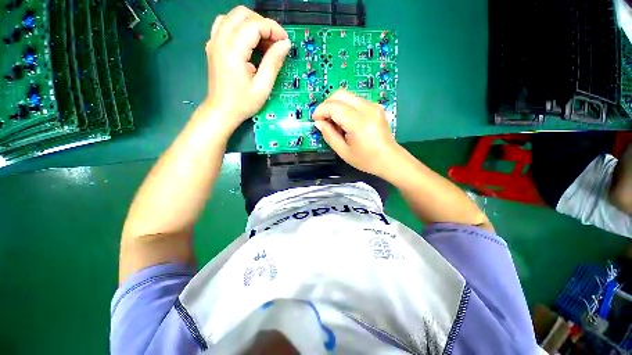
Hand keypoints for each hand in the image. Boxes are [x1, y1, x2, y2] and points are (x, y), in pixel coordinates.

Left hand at [202, 6, 290, 132]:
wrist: (221, 111)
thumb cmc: (242, 103)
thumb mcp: (262, 87)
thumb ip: (273, 63)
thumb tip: (285, 44)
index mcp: (233, 50)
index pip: (254, 24)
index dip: (273, 29)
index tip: (285, 42)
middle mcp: (220, 39)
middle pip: (242, 14)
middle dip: (263, 24)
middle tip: (275, 42)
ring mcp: (214, 41)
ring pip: (233, 16)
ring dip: (251, 24)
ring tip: (263, 43)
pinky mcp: (213, 45)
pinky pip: (226, 25)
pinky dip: (240, 28)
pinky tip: (248, 43)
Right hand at [312, 90, 399, 176]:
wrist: (389, 159)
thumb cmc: (366, 160)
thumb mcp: (343, 152)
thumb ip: (329, 135)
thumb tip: (319, 122)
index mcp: (359, 123)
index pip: (334, 106)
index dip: (321, 110)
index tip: (315, 120)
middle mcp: (368, 109)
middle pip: (341, 94)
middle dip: (327, 104)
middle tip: (323, 119)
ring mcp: (373, 106)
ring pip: (347, 95)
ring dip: (336, 106)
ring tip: (335, 123)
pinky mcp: (375, 106)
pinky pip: (355, 100)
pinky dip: (345, 107)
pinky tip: (345, 122)